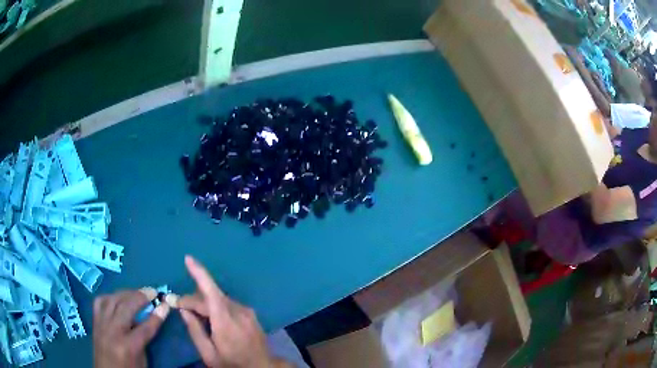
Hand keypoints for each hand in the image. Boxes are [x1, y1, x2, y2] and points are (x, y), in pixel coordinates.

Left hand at [93, 289, 170, 367]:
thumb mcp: (142, 360)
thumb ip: (144, 339)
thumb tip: (149, 319)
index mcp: (128, 346)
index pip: (145, 327)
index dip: (157, 316)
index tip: (166, 304)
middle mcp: (113, 332)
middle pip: (126, 307)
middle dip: (140, 297)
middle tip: (152, 291)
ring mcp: (101, 324)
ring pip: (112, 300)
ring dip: (126, 293)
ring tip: (137, 292)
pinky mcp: (95, 321)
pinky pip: (100, 302)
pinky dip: (111, 296)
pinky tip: (118, 297)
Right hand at [179, 255, 281, 367]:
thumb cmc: (233, 363)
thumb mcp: (209, 354)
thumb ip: (195, 330)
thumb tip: (183, 310)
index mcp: (225, 321)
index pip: (210, 291)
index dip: (199, 273)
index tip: (188, 258)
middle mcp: (238, 311)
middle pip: (211, 296)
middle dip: (193, 299)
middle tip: (180, 307)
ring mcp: (247, 311)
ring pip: (219, 299)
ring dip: (204, 303)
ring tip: (194, 314)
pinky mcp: (250, 314)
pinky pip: (228, 304)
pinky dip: (216, 306)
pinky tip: (211, 317)